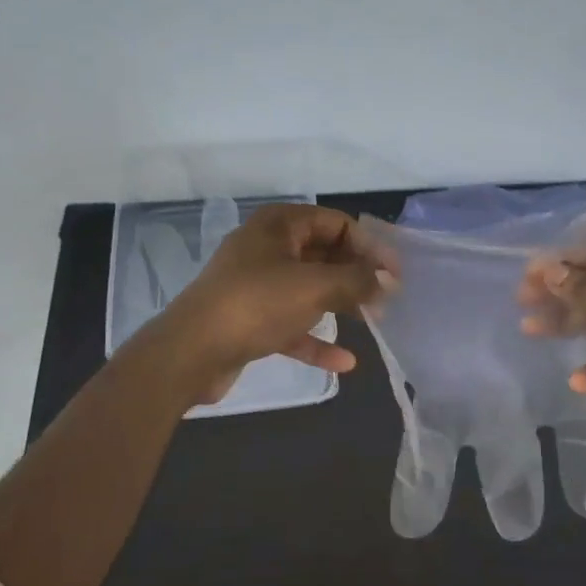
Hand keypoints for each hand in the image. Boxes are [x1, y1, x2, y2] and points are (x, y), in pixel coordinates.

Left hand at [152, 204, 386, 403]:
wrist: (191, 353)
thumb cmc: (256, 304)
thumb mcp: (314, 286)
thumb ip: (356, 280)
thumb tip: (386, 281)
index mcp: (278, 225)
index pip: (335, 223)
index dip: (369, 245)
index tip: (395, 272)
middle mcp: (267, 249)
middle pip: (323, 255)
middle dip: (356, 275)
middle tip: (387, 297)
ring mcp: (256, 285)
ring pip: (309, 289)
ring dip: (340, 304)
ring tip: (373, 321)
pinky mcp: (250, 320)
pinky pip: (292, 324)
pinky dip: (316, 339)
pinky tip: (344, 362)